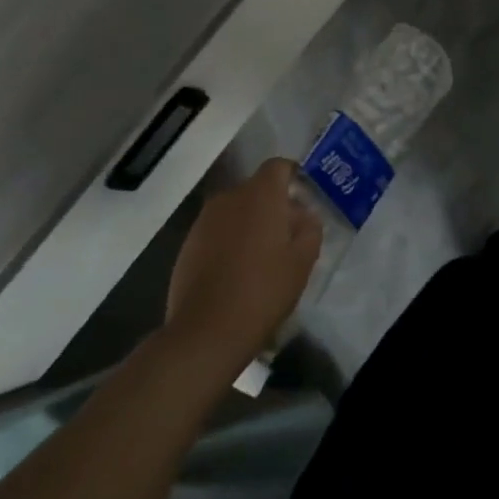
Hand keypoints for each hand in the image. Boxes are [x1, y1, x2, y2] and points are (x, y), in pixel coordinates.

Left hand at [164, 159, 323, 375]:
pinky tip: (238, 271)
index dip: (293, 176)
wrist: (206, 331)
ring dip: (251, 224)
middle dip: (274, 205)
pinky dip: (230, 240)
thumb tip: (304, 215)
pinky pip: (217, 230)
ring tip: (264, 256)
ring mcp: (204, 220)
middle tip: (290, 235)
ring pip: (236, 211)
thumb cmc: (263, 290)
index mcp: (260, 195)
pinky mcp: (188, 244)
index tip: (304, 198)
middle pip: (257, 189)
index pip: (278, 166)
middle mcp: (229, 198)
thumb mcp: (302, 262)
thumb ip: (310, 229)